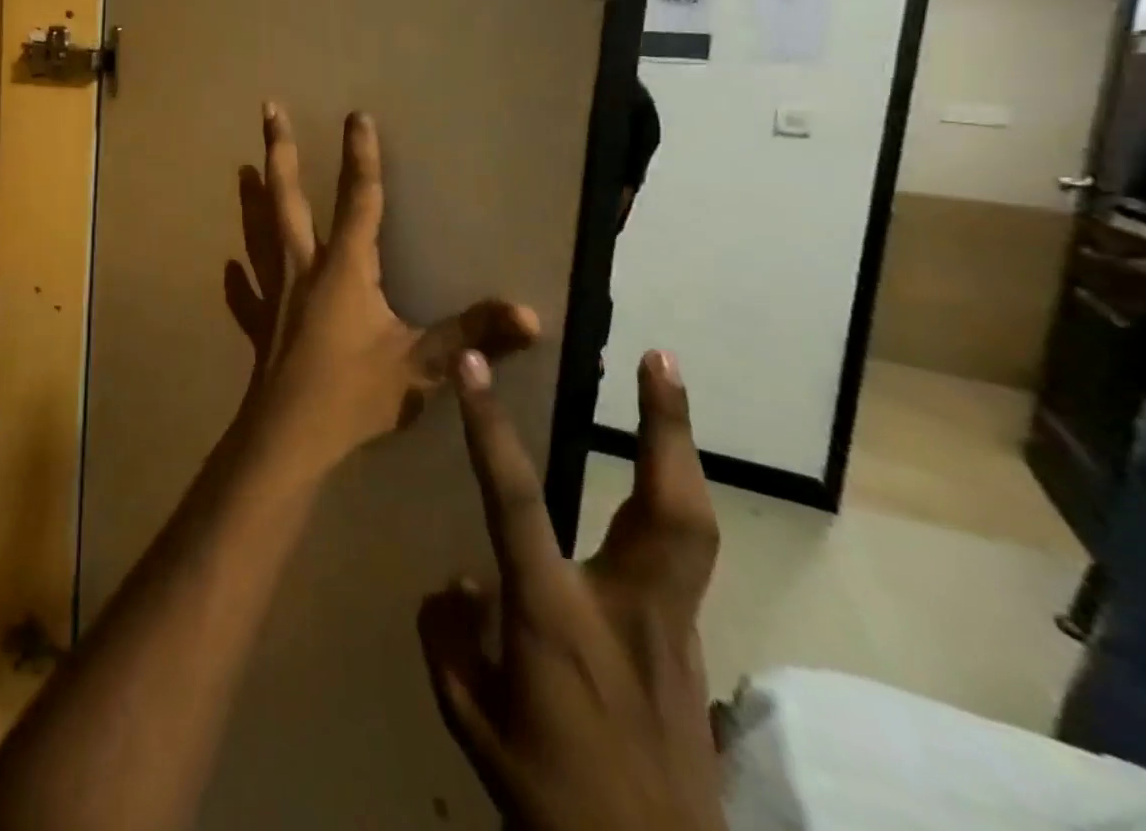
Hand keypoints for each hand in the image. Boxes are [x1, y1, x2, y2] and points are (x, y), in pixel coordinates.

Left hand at [224, 103, 537, 484]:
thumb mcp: (421, 366)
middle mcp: (304, 269)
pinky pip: (248, 295)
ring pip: (260, 235)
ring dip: (252, 200)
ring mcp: (277, 295)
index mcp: (345, 268)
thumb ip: (472, 336)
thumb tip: (528, 314)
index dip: (361, 157)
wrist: (289, 439)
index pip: (358, 200)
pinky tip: (232, 268)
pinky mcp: (262, 326)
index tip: (356, 115)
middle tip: (269, 110)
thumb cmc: (354, 396)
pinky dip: (241, 279)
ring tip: (242, 169)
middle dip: (282, 153)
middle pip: (289, 200)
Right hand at [420, 349, 722, 830]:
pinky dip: (669, 509)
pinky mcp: (694, 651)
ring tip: (668, 395)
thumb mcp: (469, 719)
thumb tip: (462, 578)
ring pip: (693, 526)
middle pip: (666, 507)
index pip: (514, 499)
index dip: (488, 426)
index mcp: (555, 617)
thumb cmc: (548, 799)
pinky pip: (683, 562)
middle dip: (666, 426)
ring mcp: (675, 629)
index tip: (473, 364)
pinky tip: (650, 499)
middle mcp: (627, 608)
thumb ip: (451, 635)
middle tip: (663, 358)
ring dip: (680, 452)